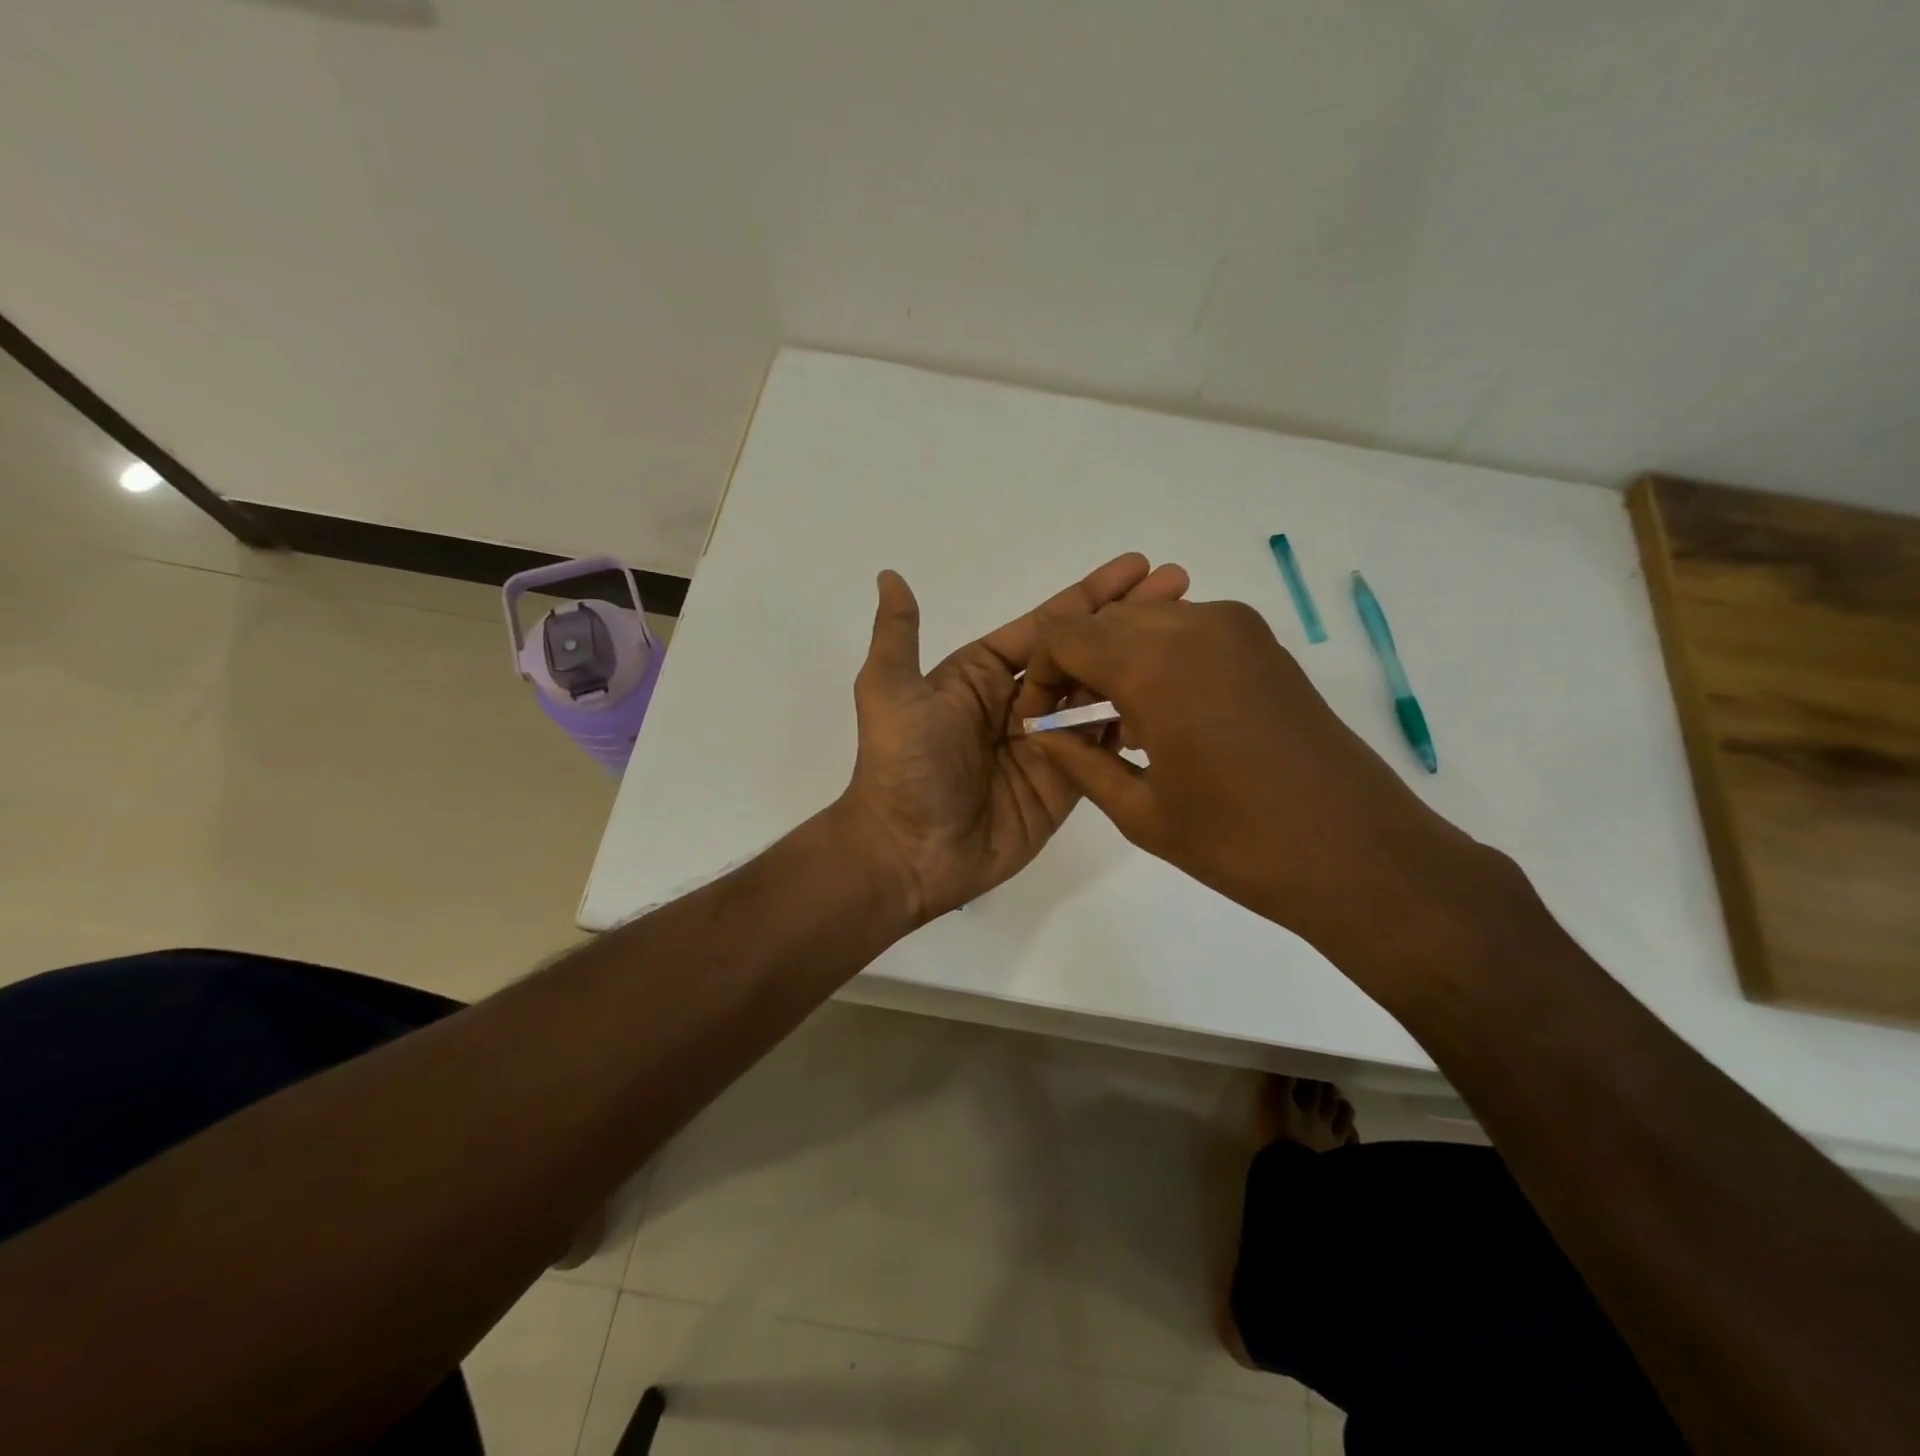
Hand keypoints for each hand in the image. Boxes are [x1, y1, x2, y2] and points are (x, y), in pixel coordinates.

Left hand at [837, 554, 1189, 923]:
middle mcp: (1017, 703)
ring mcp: (1045, 744)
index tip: (1138, 566)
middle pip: (1081, 654)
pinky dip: (1131, 722)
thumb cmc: (902, 766)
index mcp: (980, 675)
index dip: (1090, 595)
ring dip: (1138, 666)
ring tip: (1188, 635)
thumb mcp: (889, 691)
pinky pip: (1101, 748)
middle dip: (1126, 620)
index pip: (1045, 626)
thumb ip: (899, 635)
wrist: (909, 853)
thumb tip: (889, 575)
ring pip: (1097, 696)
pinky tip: (1172, 698)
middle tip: (1181, 586)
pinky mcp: (1063, 784)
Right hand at [1018, 599, 1504, 972]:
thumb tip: (1041, 734)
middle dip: (1078, 664)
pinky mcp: (1265, 645)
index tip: (1043, 718)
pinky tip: (1165, 714)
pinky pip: (1189, 631)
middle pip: (1106, 622)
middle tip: (1075, 721)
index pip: (1066, 637)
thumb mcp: (1140, 812)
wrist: (1358, 853)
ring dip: (1119, 658)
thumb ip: (1078, 763)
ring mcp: (1237, 629)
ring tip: (1119, 722)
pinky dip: (1160, 658)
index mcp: (1154, 663)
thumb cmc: (1238, 843)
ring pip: (1148, 621)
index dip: (1041, 674)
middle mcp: (1194, 625)